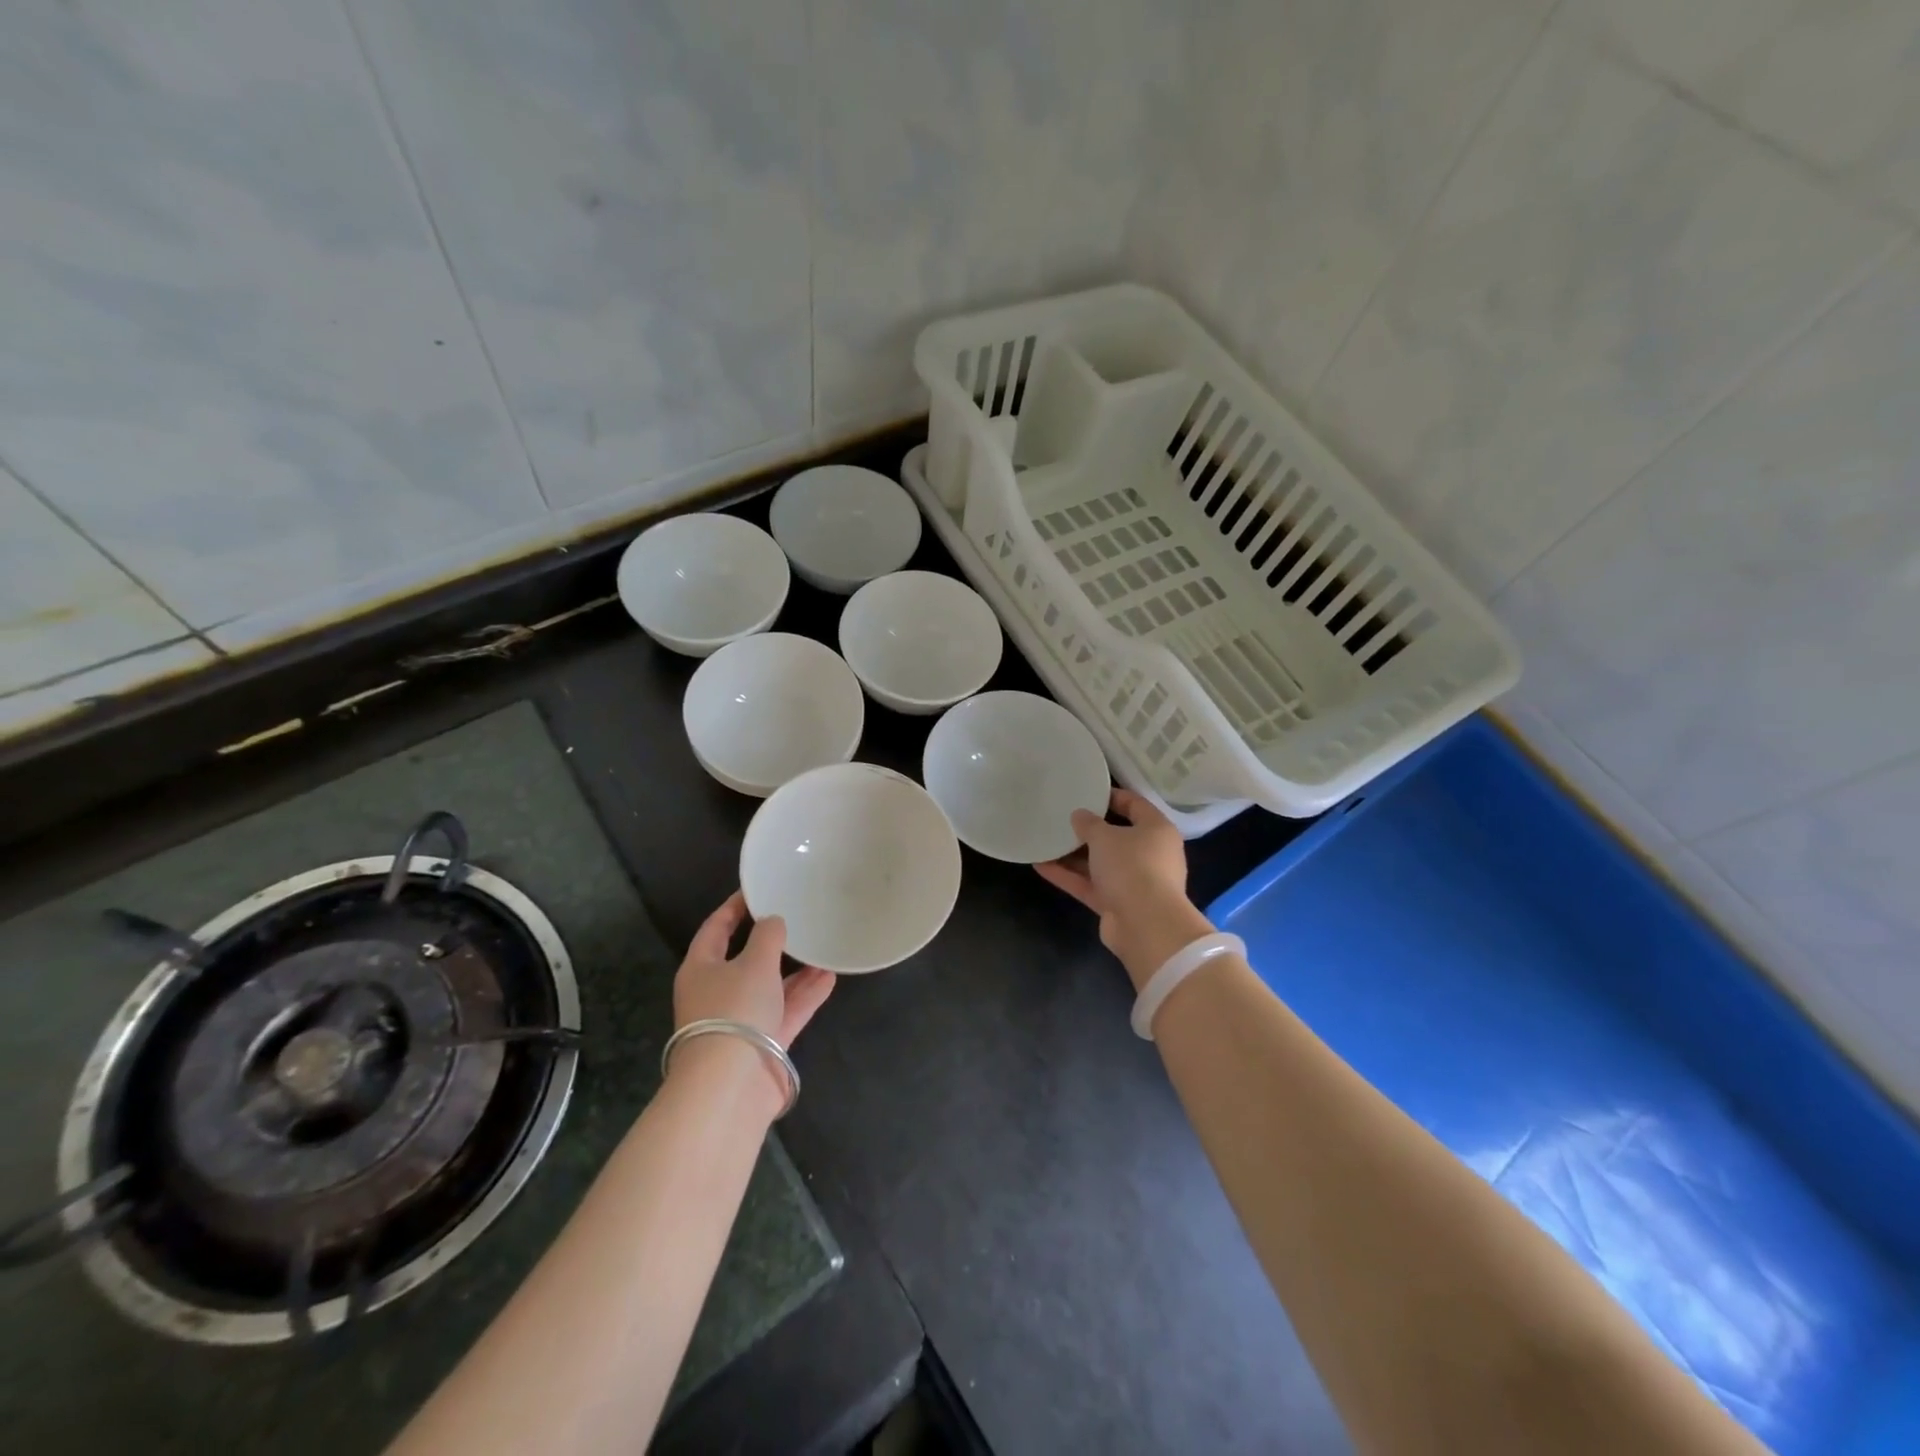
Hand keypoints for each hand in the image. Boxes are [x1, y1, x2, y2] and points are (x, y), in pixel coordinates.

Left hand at [671, 892, 834, 1103]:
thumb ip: (767, 936)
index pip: (715, 929)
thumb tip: (773, 922)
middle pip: (745, 959)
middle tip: (797, 918)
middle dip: (772, 942)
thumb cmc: (734, 1010)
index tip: (757, 890)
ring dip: (795, 970)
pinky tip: (830, 976)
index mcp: (701, 969)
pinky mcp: (763, 1043)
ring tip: (822, 946)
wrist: (731, 1086)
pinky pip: (787, 1010)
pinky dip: (806, 994)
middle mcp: (717, 993)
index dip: (734, 908)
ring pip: (770, 986)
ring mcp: (741, 1020)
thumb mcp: (754, 962)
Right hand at [1036, 788, 1214, 989]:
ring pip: (1100, 864)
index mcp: (1156, 831)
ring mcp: (1133, 882)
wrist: (1145, 925)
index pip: (1136, 805)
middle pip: (1116, 837)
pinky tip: (1040, 866)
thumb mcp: (1105, 836)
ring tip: (1045, 841)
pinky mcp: (1117, 904)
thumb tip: (1079, 815)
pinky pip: (1090, 885)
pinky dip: (1068, 876)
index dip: (1113, 796)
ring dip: (1073, 855)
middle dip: (1088, 830)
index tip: (1088, 792)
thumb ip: (1089, 823)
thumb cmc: (1132, 866)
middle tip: (1062, 817)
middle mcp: (1149, 854)